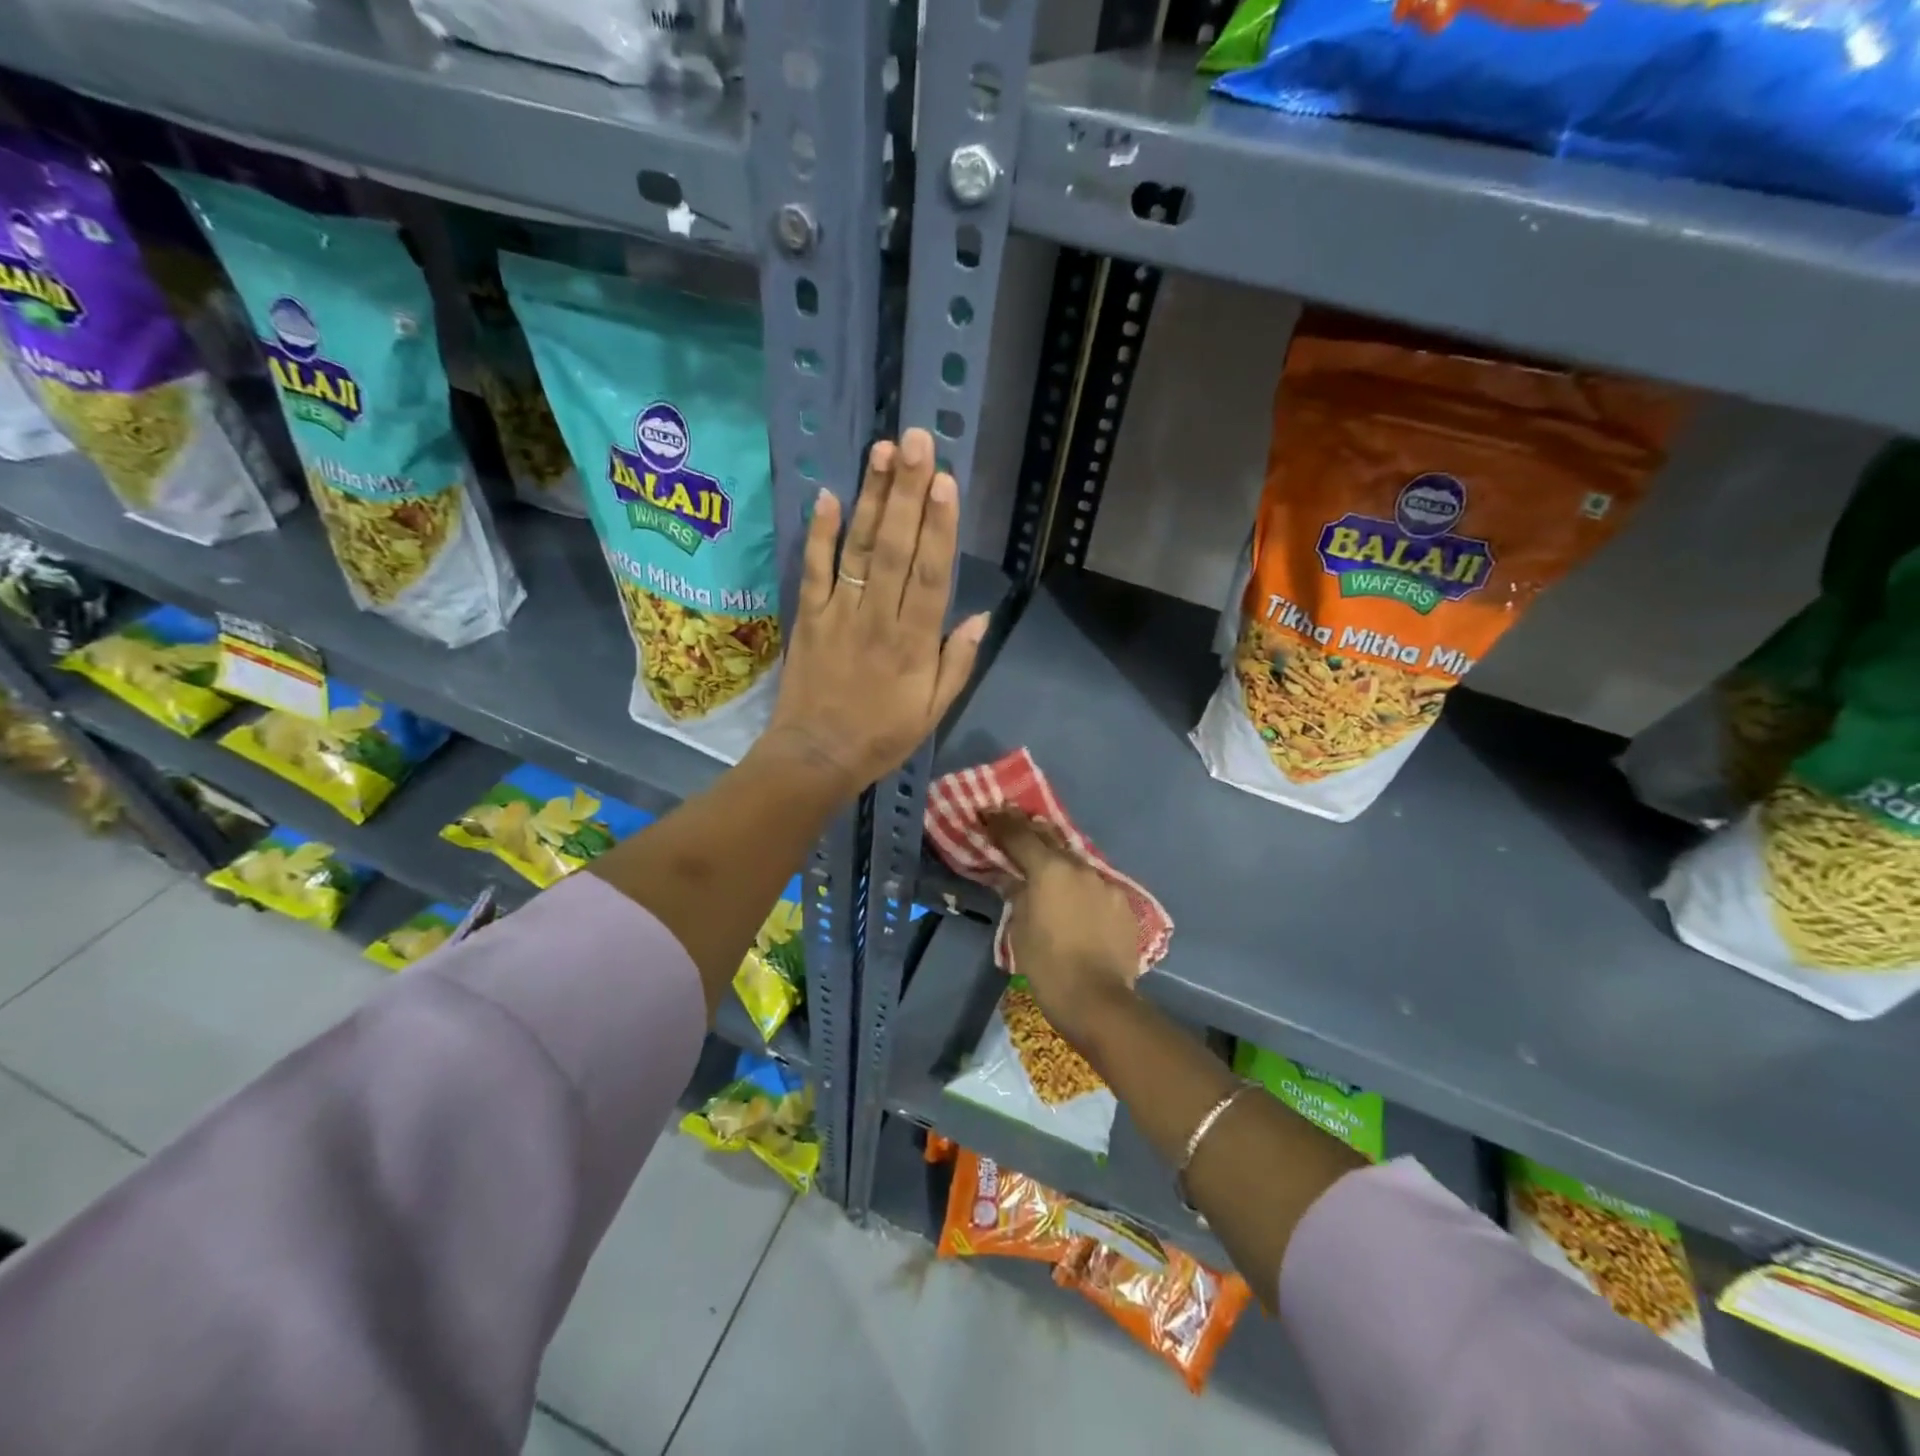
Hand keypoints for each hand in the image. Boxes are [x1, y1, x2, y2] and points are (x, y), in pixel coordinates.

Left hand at [761, 428, 988, 797]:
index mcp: (914, 643)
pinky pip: (814, 570)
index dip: (940, 527)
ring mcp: (839, 614)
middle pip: (895, 548)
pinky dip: (819, 534)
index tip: (946, 482)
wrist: (815, 757)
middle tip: (916, 441)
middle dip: (908, 493)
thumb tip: (980, 615)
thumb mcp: (933, 712)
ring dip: (872, 500)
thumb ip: (957, 662)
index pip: (931, 575)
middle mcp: (879, 619)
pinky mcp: (808, 616)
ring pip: (858, 549)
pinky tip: (828, 496)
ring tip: (883, 453)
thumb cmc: (882, 736)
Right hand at [987, 809, 1140, 1045]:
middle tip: (1014, 825)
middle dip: (1030, 831)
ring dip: (1058, 859)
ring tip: (1045, 864)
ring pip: (1076, 862)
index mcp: (1050, 870)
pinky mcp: (1123, 903)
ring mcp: (1106, 883)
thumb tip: (1012, 878)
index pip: (1020, 836)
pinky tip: (1074, 898)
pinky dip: (1080, 884)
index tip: (988, 812)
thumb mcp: (1019, 929)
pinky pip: (1095, 884)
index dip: (1001, 823)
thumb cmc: (1047, 966)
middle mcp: (1080, 867)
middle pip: (1051, 840)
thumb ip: (1016, 894)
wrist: (1098, 1000)